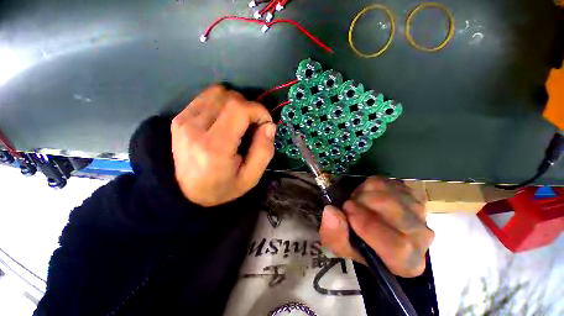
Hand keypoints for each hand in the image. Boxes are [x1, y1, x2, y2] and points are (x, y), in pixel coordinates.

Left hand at [171, 85, 275, 206]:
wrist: (186, 193)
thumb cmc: (222, 187)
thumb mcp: (250, 178)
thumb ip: (264, 151)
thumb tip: (269, 125)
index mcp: (215, 146)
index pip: (240, 109)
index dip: (259, 111)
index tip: (265, 125)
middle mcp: (196, 128)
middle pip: (230, 97)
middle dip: (249, 107)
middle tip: (253, 125)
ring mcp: (184, 120)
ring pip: (218, 92)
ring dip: (235, 104)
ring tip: (239, 122)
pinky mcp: (180, 117)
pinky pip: (207, 97)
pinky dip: (222, 104)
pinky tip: (224, 120)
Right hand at [319, 177, 433, 277]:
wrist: (375, 232)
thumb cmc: (358, 245)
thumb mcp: (340, 245)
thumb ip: (334, 233)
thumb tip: (331, 211)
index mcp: (406, 262)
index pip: (397, 245)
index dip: (369, 225)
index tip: (346, 209)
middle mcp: (421, 238)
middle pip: (393, 210)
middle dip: (363, 202)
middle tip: (348, 205)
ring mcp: (419, 212)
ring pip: (389, 192)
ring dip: (364, 193)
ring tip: (358, 202)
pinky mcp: (412, 194)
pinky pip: (388, 182)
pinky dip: (370, 186)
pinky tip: (367, 196)